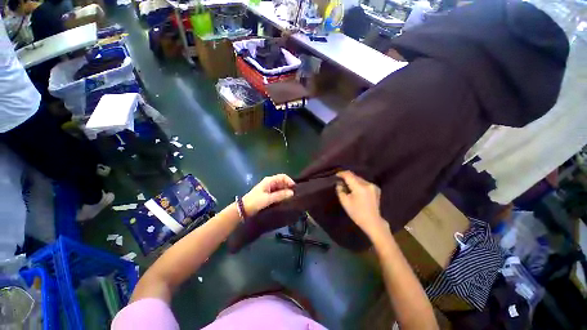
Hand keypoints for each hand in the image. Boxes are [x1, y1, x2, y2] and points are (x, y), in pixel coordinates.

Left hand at [242, 174, 294, 215]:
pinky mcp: (268, 196)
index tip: (295, 190)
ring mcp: (268, 190)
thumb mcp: (268, 198)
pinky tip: (285, 202)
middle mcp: (269, 183)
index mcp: (269, 180)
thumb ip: (280, 195)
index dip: (290, 181)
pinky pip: (277, 194)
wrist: (244, 209)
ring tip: (291, 200)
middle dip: (289, 188)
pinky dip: (282, 197)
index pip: (283, 177)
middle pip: (282, 183)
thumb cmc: (255, 202)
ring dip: (286, 193)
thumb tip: (292, 193)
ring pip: (280, 189)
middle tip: (295, 196)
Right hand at [336, 171, 388, 238]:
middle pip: (355, 176)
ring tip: (349, 187)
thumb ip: (340, 191)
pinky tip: (358, 191)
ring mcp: (373, 186)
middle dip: (348, 178)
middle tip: (342, 182)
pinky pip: (366, 184)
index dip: (342, 173)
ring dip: (355, 182)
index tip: (336, 175)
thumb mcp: (345, 203)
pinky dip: (361, 185)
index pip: (349, 175)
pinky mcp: (376, 189)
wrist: (372, 221)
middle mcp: (367, 184)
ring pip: (361, 180)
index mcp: (359, 187)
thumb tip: (339, 183)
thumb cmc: (357, 214)